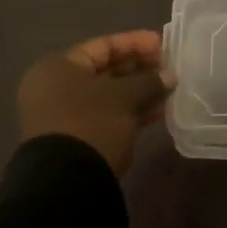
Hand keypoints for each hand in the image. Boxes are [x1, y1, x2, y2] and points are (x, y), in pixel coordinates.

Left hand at [17, 31, 170, 177]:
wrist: (67, 184)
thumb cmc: (91, 124)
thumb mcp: (124, 98)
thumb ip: (149, 82)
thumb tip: (169, 77)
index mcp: (58, 68)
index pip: (102, 46)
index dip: (135, 43)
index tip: (163, 45)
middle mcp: (56, 88)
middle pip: (105, 70)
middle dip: (139, 68)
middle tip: (169, 68)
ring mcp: (64, 116)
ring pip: (109, 95)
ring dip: (139, 91)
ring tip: (169, 89)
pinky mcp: (77, 139)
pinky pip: (107, 115)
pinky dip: (130, 111)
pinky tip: (158, 111)